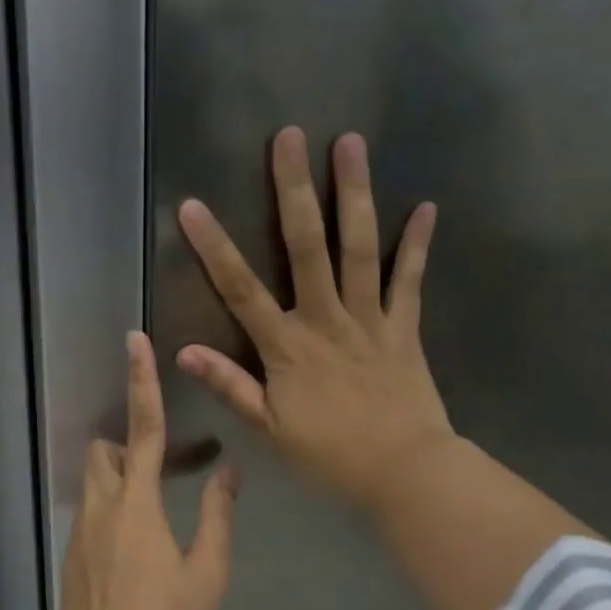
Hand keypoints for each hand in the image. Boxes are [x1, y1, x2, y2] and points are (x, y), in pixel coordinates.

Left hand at [59, 331, 239, 609]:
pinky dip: (111, 512)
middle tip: (163, 471)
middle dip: (126, 444)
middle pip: (103, 450)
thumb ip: (218, 515)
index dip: (142, 382)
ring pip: (93, 482)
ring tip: (153, 516)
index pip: (142, 429)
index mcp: (137, 503)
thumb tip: (228, 473)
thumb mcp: (207, 570)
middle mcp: (101, 507)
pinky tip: (134, 553)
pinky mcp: (71, 556)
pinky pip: (89, 514)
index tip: (134, 340)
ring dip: (119, 480)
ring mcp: (80, 532)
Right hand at [176, 126, 452, 516]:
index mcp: (287, 347)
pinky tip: (426, 207)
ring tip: (351, 143)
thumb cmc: (330, 457)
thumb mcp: (270, 431)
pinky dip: (416, 246)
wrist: (404, 472)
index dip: (214, 248)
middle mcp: (326, 320)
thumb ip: (231, 387)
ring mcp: (370, 320)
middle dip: (294, 190)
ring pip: (360, 249)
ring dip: (354, 194)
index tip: (192, 206)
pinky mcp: (404, 329)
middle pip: (307, 247)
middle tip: (289, 137)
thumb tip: (184, 352)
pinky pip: (409, 282)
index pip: (241, 290)